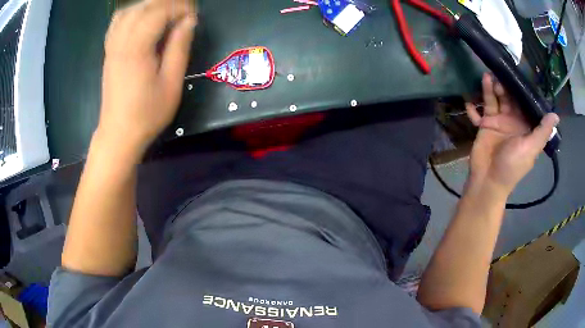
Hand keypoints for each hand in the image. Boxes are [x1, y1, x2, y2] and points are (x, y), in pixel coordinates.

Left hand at [97, 0, 196, 153]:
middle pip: (143, 7)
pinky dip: (132, 13)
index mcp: (137, 49)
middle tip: (183, 12)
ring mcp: (112, 47)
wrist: (118, 134)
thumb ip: (179, 48)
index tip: (193, 15)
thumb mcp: (171, 84)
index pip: (158, 12)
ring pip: (128, 11)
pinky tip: (143, 19)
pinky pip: (117, 22)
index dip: (179, 8)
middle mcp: (121, 42)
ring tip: (165, 14)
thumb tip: (189, 21)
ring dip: (149, 6)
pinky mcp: (109, 52)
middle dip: (166, 3)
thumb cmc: (147, 114)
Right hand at [466, 73, 559, 195]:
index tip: (519, 75)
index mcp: (526, 126)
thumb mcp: (530, 149)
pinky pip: (480, 111)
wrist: (489, 180)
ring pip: (495, 99)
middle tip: (499, 74)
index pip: (526, 103)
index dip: (523, 90)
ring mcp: (499, 121)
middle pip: (510, 97)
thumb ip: (542, 131)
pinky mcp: (485, 124)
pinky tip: (469, 102)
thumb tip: (556, 115)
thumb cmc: (512, 166)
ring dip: (491, 88)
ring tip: (487, 78)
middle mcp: (513, 120)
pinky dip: (475, 107)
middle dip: (505, 85)